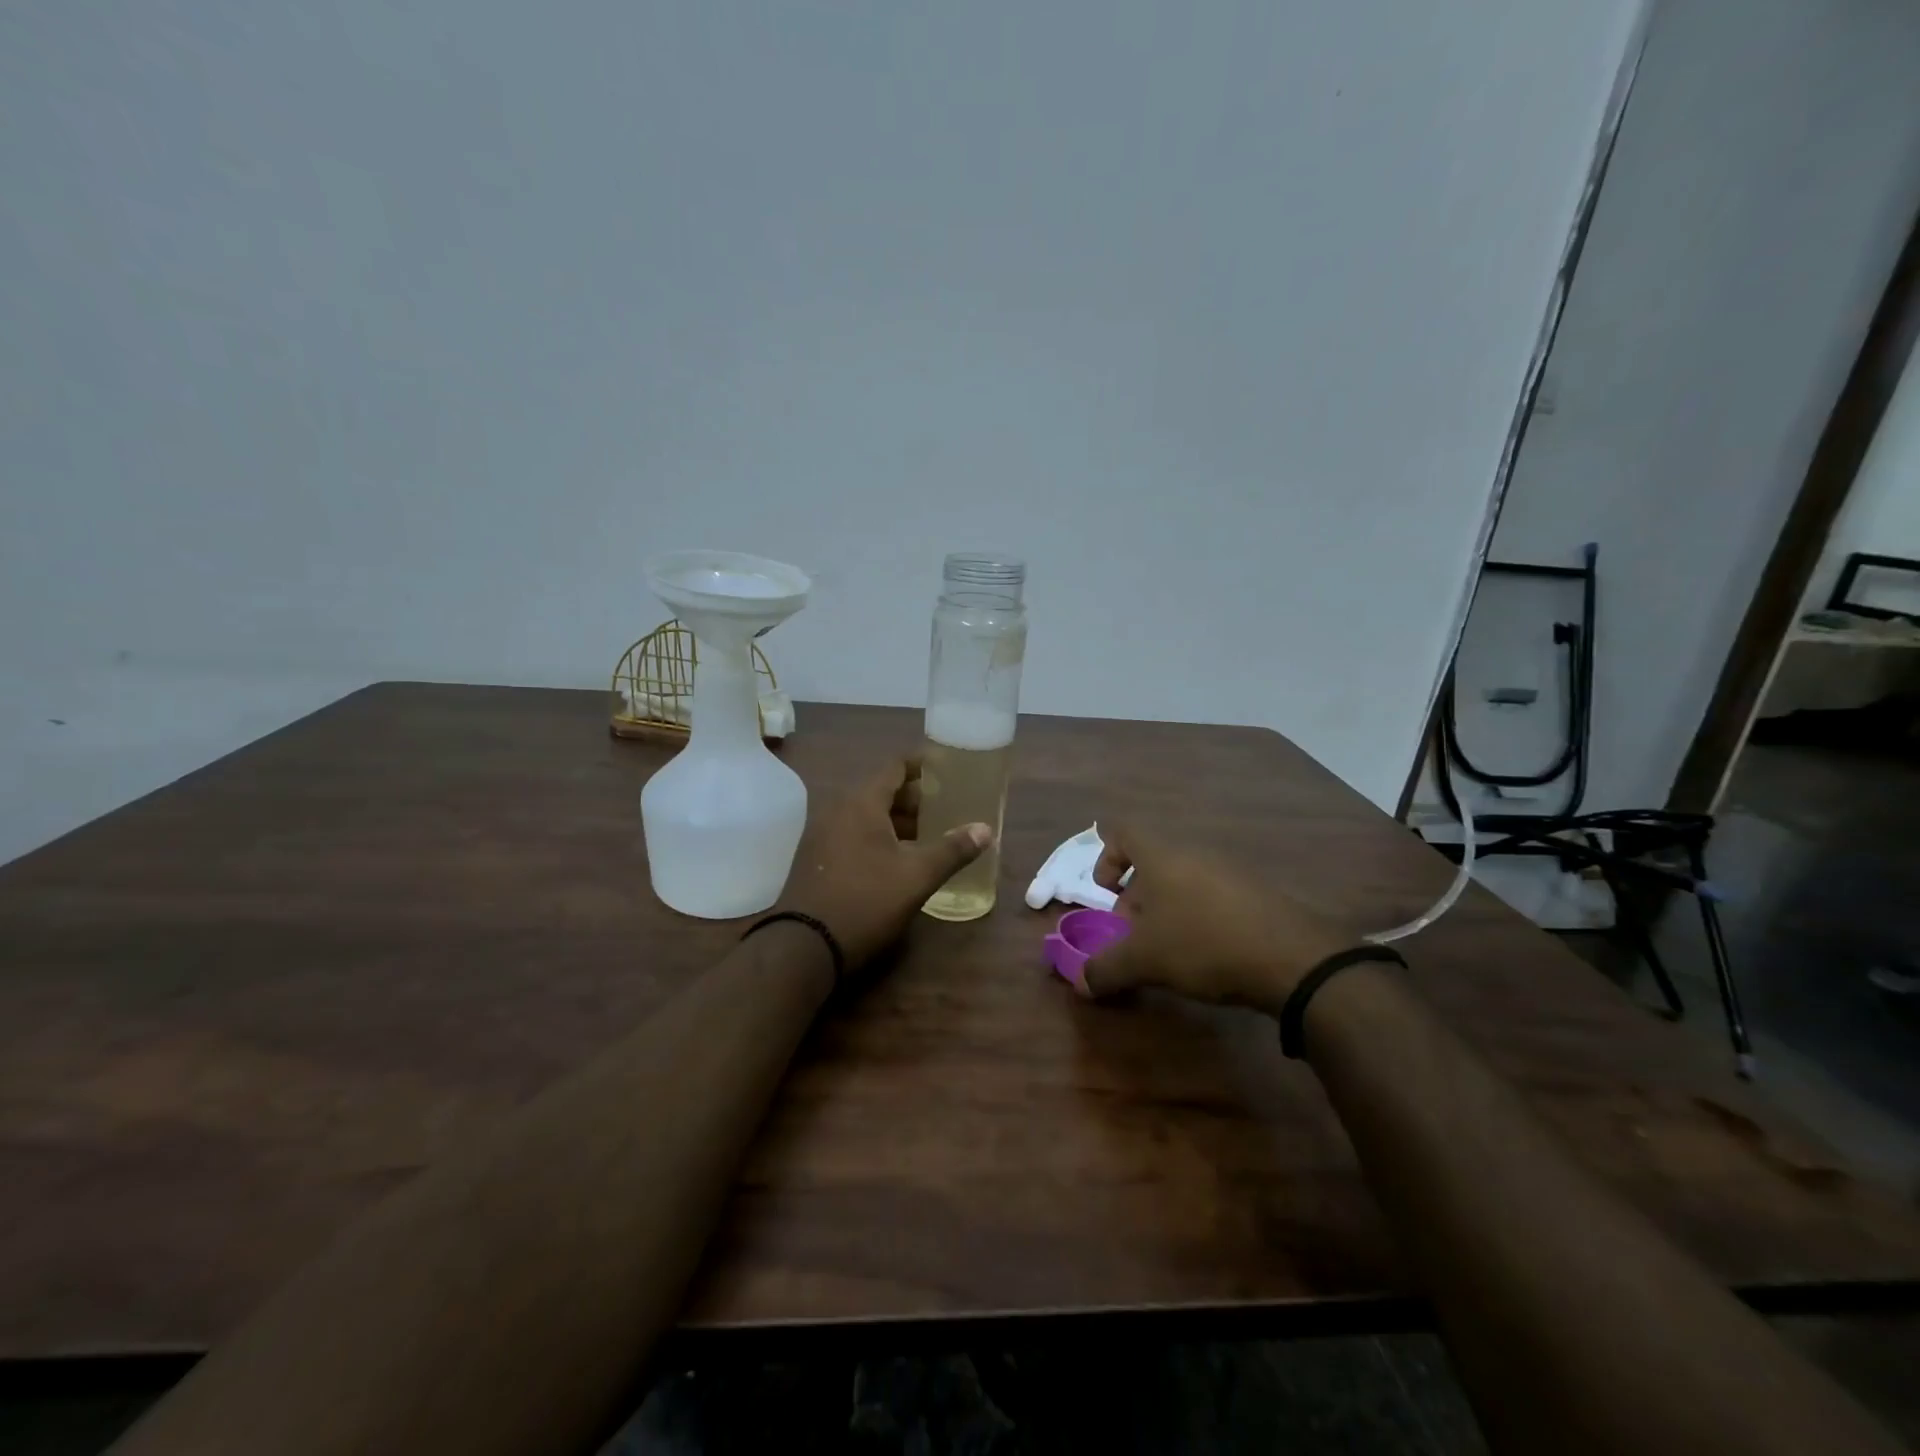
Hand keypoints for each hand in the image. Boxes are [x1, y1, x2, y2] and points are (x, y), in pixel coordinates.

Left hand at [777, 758, 992, 969]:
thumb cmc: (866, 901)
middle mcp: (838, 810)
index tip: (947, 768)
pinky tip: (899, 858)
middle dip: (915, 798)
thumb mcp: (916, 876)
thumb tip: (985, 830)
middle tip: (947, 807)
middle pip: (882, 791)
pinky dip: (879, 837)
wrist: (804, 946)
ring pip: (867, 816)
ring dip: (898, 821)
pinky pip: (854, 834)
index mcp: (861, 803)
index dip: (923, 764)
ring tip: (930, 834)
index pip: (895, 767)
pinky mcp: (817, 859)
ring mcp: (822, 834)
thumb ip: (953, 850)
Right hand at [1080, 824, 1357, 1013]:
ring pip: (1184, 881)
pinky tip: (1207, 955)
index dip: (1105, 857)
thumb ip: (1106, 969)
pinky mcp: (1258, 893)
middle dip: (1135, 898)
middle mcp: (1195, 853)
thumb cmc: (1204, 944)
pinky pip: (1214, 896)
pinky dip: (1199, 918)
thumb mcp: (1145, 961)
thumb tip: (1080, 983)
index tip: (1105, 894)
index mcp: (1162, 855)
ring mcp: (1230, 871)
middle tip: (1133, 936)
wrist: (1294, 958)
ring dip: (1167, 910)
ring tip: (1168, 950)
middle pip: (1152, 862)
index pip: (1122, 832)